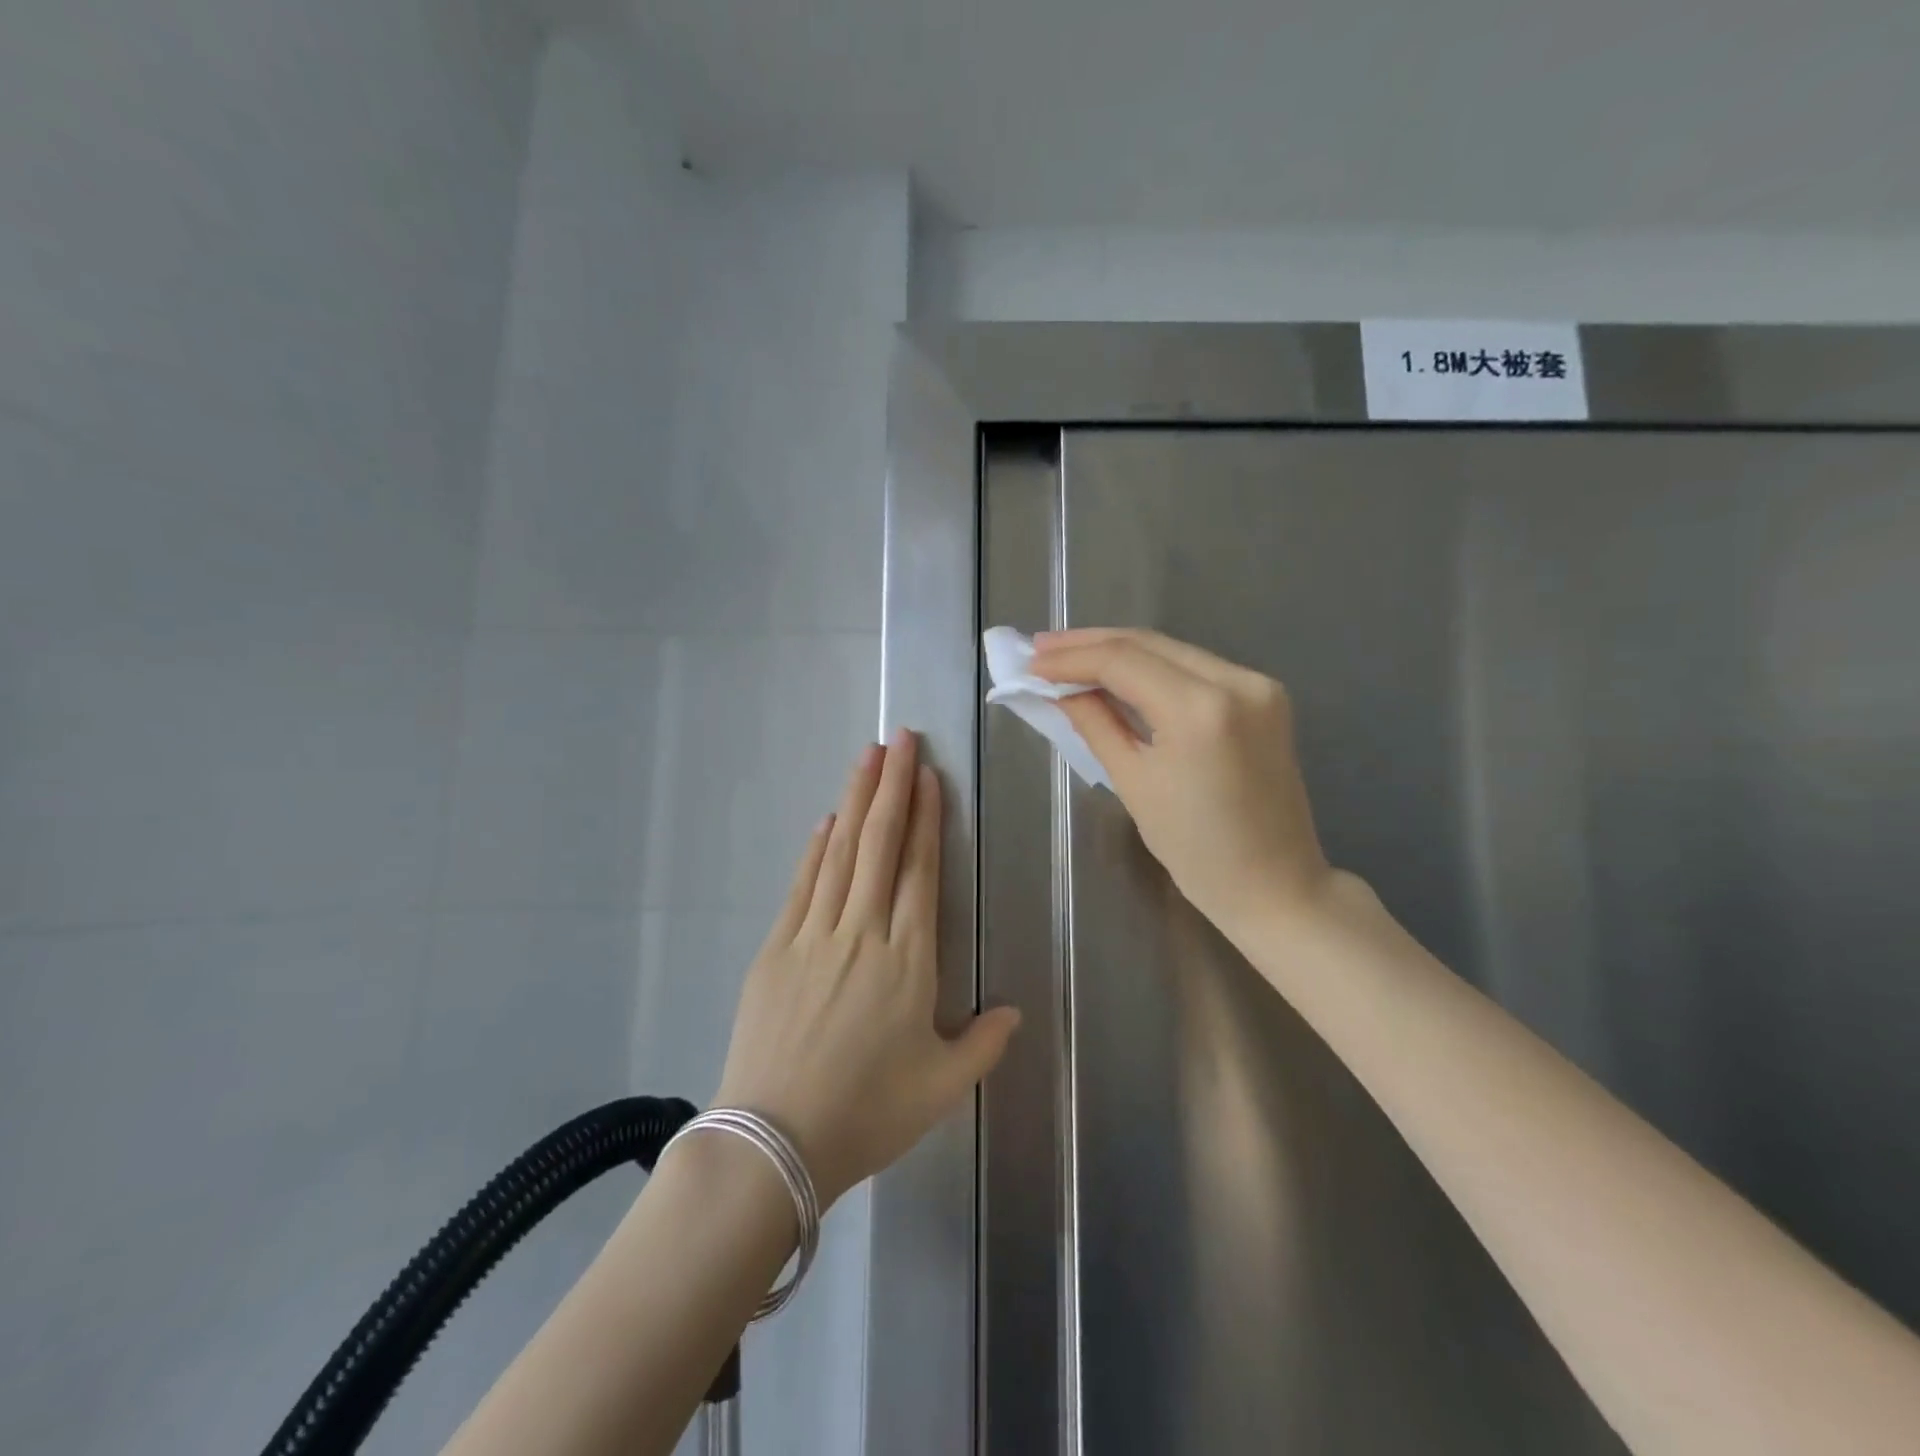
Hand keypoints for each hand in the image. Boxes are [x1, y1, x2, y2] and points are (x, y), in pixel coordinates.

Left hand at [713, 730, 1019, 1207]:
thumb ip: (985, 1045)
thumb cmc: (868, 1113)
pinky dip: (816, 848)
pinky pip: (802, 885)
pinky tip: (825, 820)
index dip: (926, 818)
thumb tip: (1012, 1010)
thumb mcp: (942, 1088)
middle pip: (880, 844)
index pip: (920, 871)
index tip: (929, 776)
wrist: (774, 1141)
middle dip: (892, 786)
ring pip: (840, 853)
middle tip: (900, 737)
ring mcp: (814, 936)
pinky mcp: (776, 949)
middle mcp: (862, 933)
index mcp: (908, 960)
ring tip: (867, 757)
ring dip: (855, 800)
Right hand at [1031, 628, 1338, 935]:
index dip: (1071, 658)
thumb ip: (1095, 723)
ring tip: (1070, 655)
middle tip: (1041, 648)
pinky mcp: (1265, 696)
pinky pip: (1196, 668)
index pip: (1123, 662)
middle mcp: (1237, 682)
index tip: (1031, 662)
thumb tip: (1061, 689)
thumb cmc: (1196, 851)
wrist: (1275, 884)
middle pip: (1149, 643)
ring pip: (1173, 650)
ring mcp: (1258, 685)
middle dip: (1091, 643)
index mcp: (1201, 711)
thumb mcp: (1133, 783)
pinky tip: (1119, 671)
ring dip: (1120, 651)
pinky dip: (1153, 667)